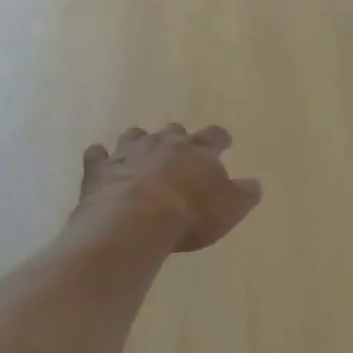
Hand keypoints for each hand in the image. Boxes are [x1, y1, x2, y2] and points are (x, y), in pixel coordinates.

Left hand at [77, 125, 262, 252]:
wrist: (134, 221)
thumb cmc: (189, 215)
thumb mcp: (229, 209)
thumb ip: (244, 194)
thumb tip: (255, 184)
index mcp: (197, 150)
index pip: (214, 136)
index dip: (220, 139)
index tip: (223, 142)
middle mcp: (163, 143)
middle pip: (173, 131)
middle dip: (178, 139)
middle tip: (180, 153)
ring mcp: (128, 153)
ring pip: (135, 136)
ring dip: (139, 143)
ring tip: (141, 154)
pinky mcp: (99, 169)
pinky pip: (97, 156)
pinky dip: (101, 158)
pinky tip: (101, 164)